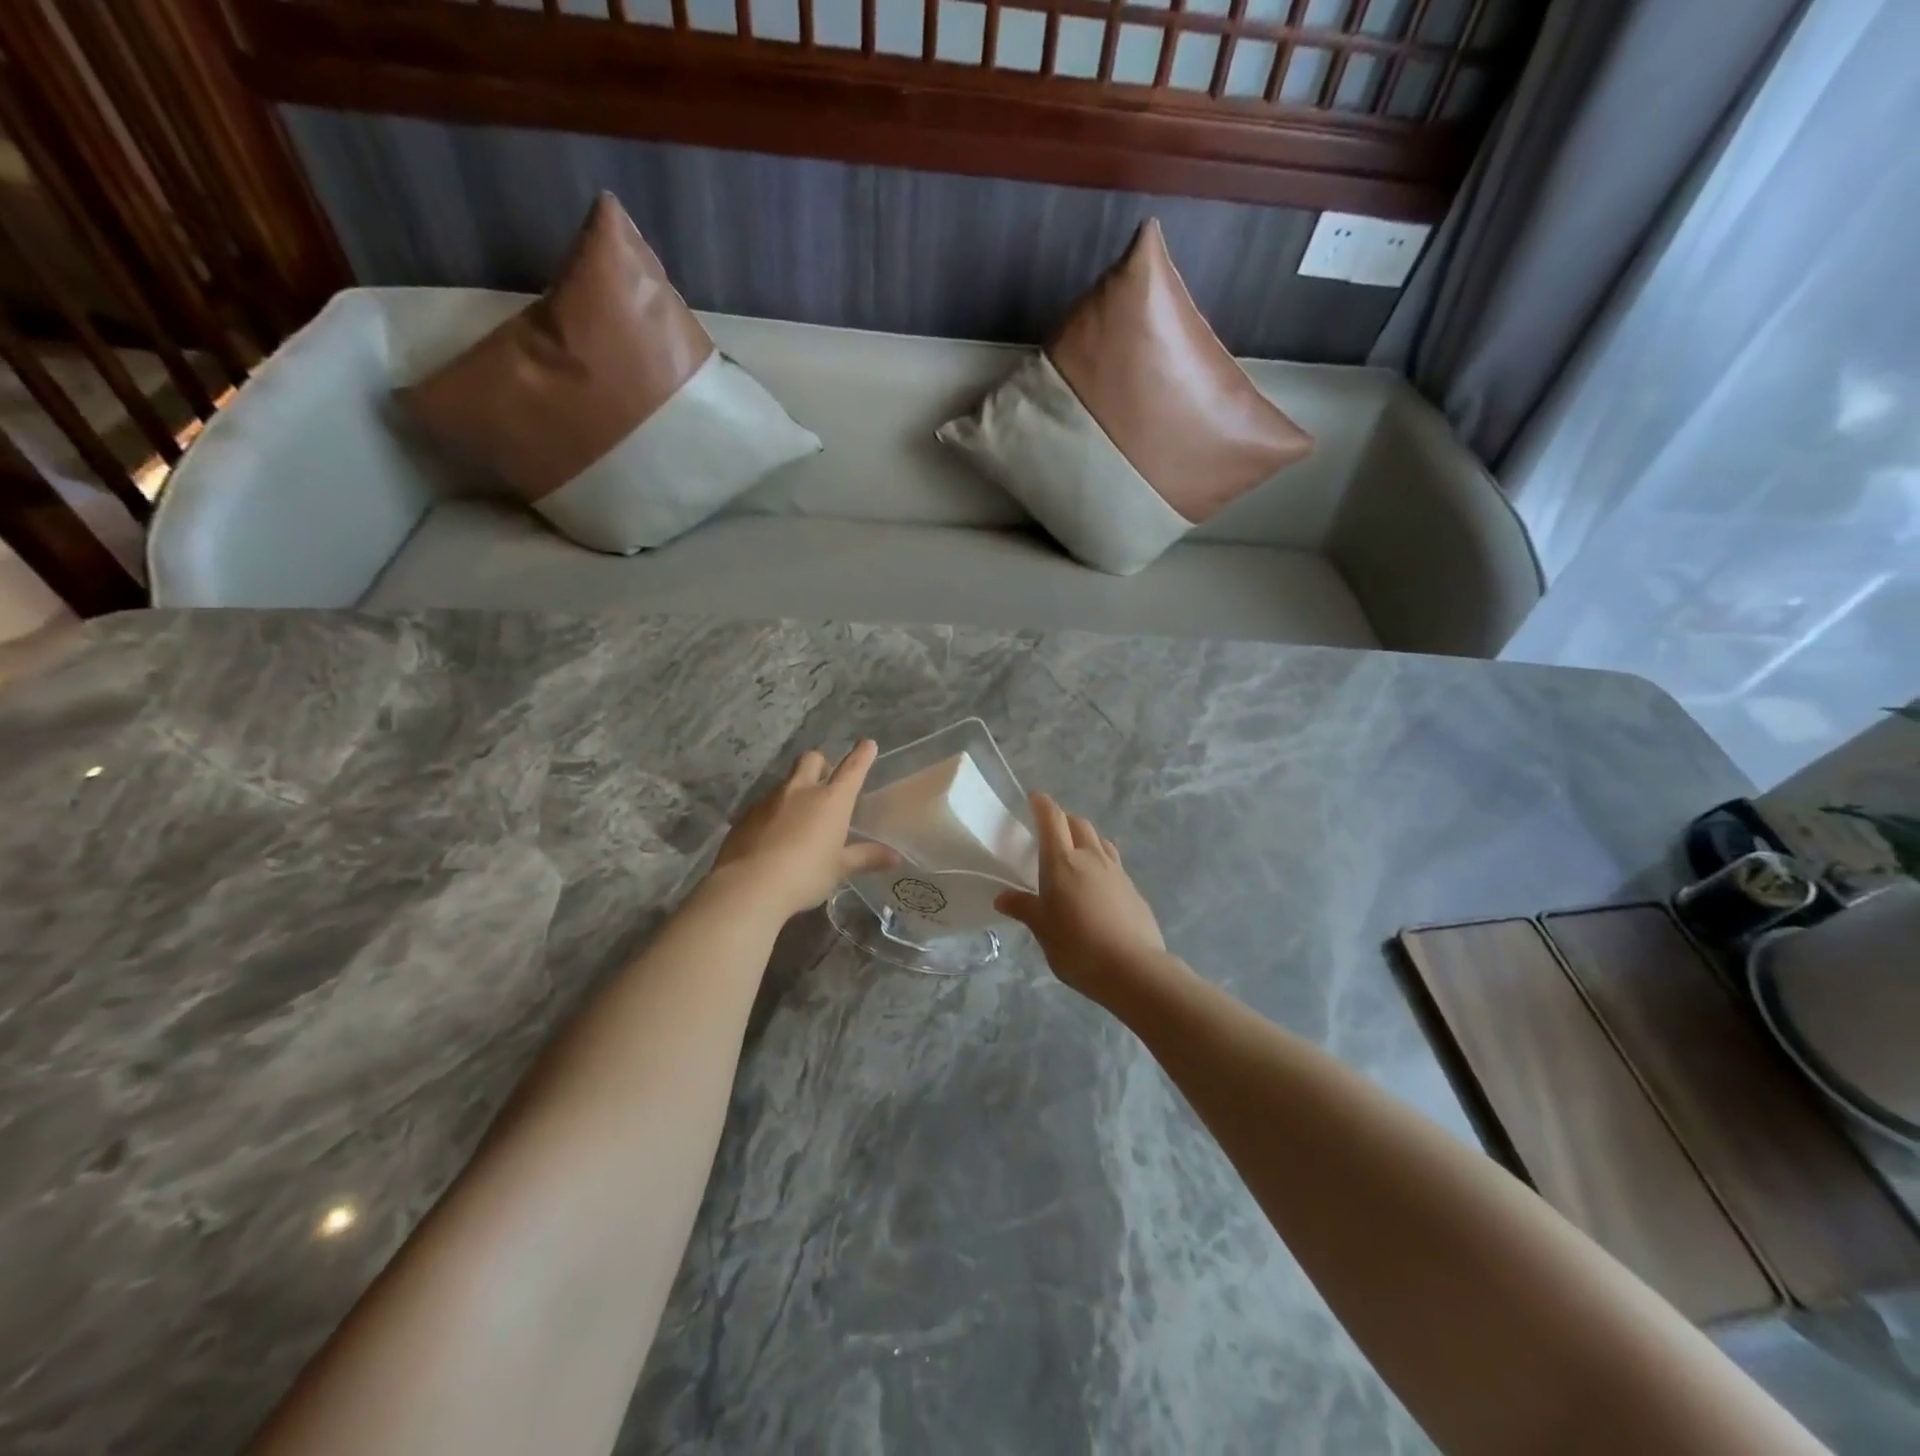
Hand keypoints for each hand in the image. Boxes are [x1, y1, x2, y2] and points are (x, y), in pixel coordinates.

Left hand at [712, 740, 899, 919]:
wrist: (748, 886)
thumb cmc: (805, 875)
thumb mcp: (839, 869)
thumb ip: (866, 858)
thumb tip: (896, 857)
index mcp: (830, 801)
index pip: (852, 769)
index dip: (862, 755)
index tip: (867, 744)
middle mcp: (800, 791)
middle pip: (811, 760)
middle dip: (820, 764)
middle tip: (824, 782)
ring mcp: (769, 800)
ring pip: (785, 783)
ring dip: (794, 792)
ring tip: (797, 819)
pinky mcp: (745, 815)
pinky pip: (764, 805)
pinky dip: (773, 813)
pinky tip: (772, 838)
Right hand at [995, 794, 1165, 995]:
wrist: (1134, 969)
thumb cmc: (1078, 947)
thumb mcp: (1043, 930)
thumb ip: (1024, 908)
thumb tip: (1003, 898)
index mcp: (1062, 861)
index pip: (1052, 819)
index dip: (1042, 805)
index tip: (1034, 798)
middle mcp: (1091, 857)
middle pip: (1079, 824)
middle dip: (1064, 821)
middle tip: (1051, 833)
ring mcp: (1116, 871)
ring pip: (1100, 841)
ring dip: (1085, 839)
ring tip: (1075, 855)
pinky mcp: (1133, 888)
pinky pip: (1114, 863)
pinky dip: (1101, 862)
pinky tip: (1096, 886)